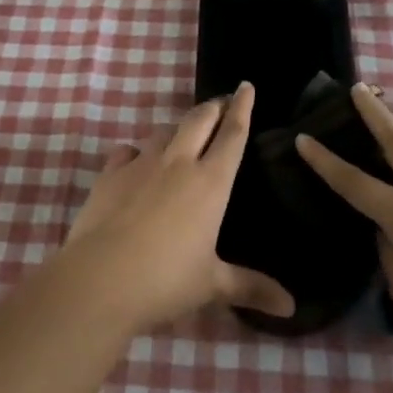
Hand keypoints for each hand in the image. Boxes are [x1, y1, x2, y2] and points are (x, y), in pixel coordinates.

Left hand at [61, 84, 295, 333]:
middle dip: (213, 106)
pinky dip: (138, 152)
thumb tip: (291, 307)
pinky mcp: (110, 174)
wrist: (101, 279)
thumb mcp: (212, 285)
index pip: (232, 134)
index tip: (246, 86)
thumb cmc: (166, 280)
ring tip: (184, 134)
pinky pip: (128, 151)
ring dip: (178, 128)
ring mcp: (141, 164)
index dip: (242, 107)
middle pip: (199, 119)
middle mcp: (178, 162)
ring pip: (164, 131)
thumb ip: (250, 287)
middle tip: (223, 102)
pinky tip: (137, 160)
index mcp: (210, 182)